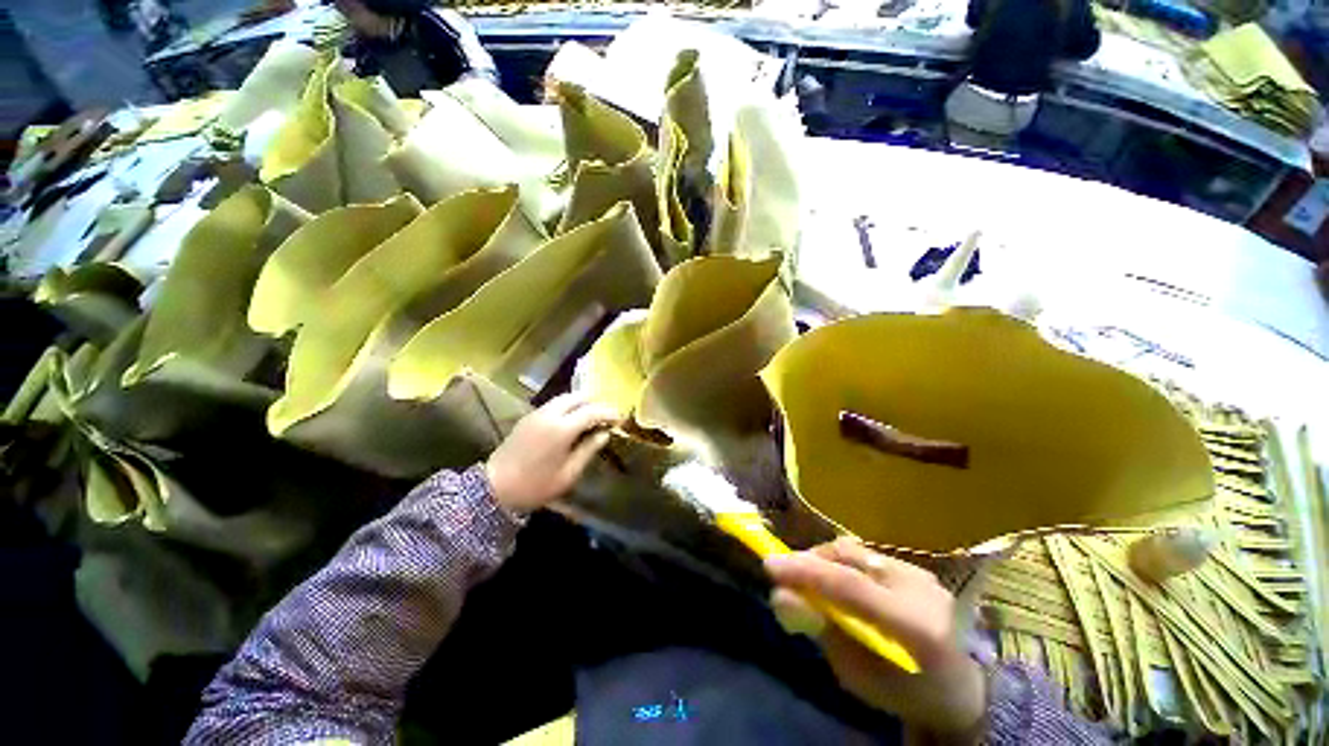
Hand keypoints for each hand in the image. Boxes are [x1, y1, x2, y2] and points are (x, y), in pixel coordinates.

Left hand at [485, 394, 619, 512]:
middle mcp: (550, 414)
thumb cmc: (535, 486)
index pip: (592, 411)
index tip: (619, 419)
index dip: (608, 413)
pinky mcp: (528, 417)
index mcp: (562, 428)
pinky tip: (571, 420)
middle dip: (595, 402)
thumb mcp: (568, 474)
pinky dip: (568, 406)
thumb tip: (604, 434)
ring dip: (581, 402)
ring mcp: (536, 414)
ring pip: (564, 398)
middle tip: (606, 415)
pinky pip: (553, 404)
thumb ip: (588, 450)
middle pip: (578, 397)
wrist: (494, 489)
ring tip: (591, 416)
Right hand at [765, 537, 986, 739]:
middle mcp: (919, 587)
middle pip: (849, 556)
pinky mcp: (916, 568)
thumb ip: (821, 631)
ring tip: (807, 577)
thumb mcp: (859, 677)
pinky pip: (866, 556)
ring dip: (824, 559)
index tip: (769, 565)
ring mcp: (920, 573)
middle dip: (810, 560)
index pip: (849, 585)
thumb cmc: (907, 694)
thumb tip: (780, 597)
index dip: (805, 572)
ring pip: (855, 550)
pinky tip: (835, 580)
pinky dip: (842, 563)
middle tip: (785, 573)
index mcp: (913, 625)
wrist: (963, 691)